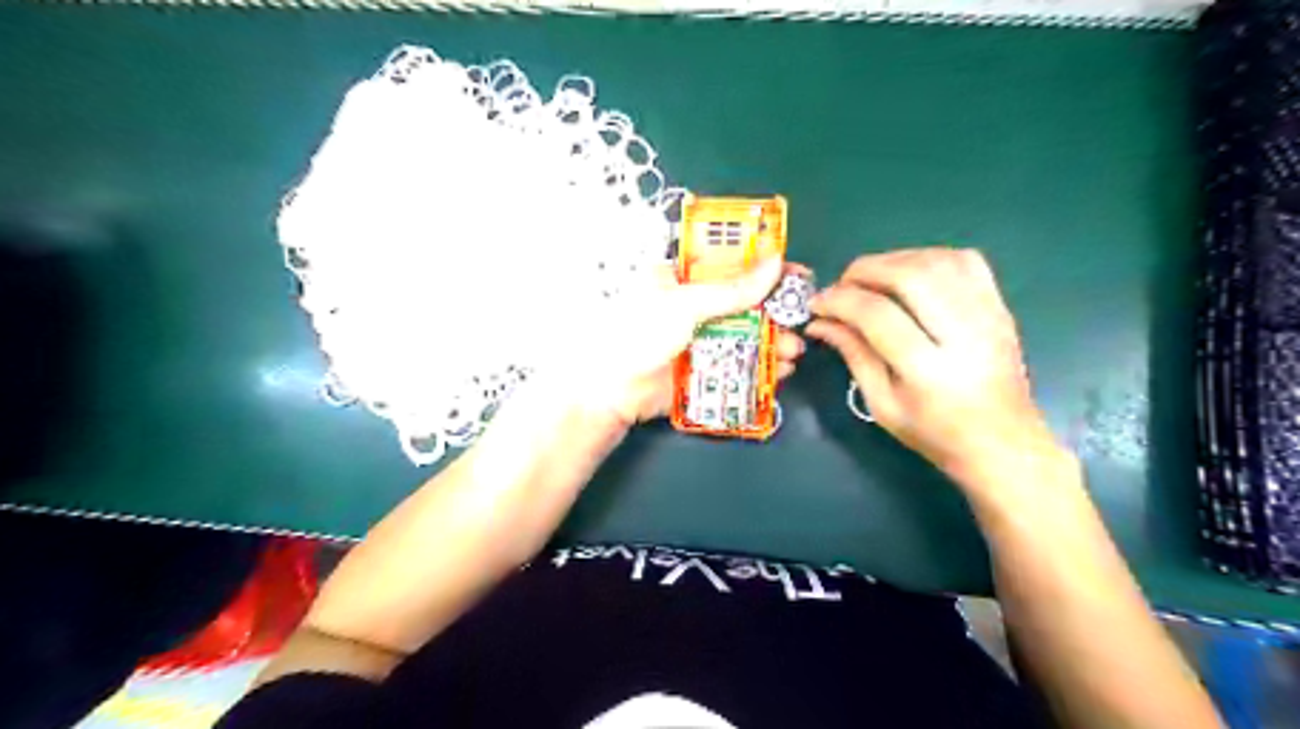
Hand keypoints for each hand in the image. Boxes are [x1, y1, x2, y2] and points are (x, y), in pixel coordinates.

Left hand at [555, 255, 808, 423]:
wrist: (614, 392)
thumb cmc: (641, 334)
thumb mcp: (686, 305)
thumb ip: (732, 289)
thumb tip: (776, 263)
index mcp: (680, 277)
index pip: (729, 263)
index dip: (762, 266)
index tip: (794, 273)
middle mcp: (693, 304)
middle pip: (743, 302)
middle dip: (775, 312)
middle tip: (801, 318)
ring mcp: (700, 337)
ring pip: (746, 334)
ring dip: (772, 341)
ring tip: (793, 351)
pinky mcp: (704, 366)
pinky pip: (739, 361)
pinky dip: (761, 366)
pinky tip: (780, 371)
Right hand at [811, 247, 1059, 489]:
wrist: (1002, 442)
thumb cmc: (934, 432)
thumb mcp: (881, 403)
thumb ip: (853, 354)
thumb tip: (820, 322)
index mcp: (928, 370)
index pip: (876, 315)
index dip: (839, 301)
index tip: (816, 305)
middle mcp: (963, 334)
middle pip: (909, 275)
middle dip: (864, 271)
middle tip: (841, 287)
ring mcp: (988, 316)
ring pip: (936, 260)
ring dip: (893, 260)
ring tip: (871, 280)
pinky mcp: (1000, 307)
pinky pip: (965, 261)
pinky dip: (928, 257)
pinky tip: (909, 275)